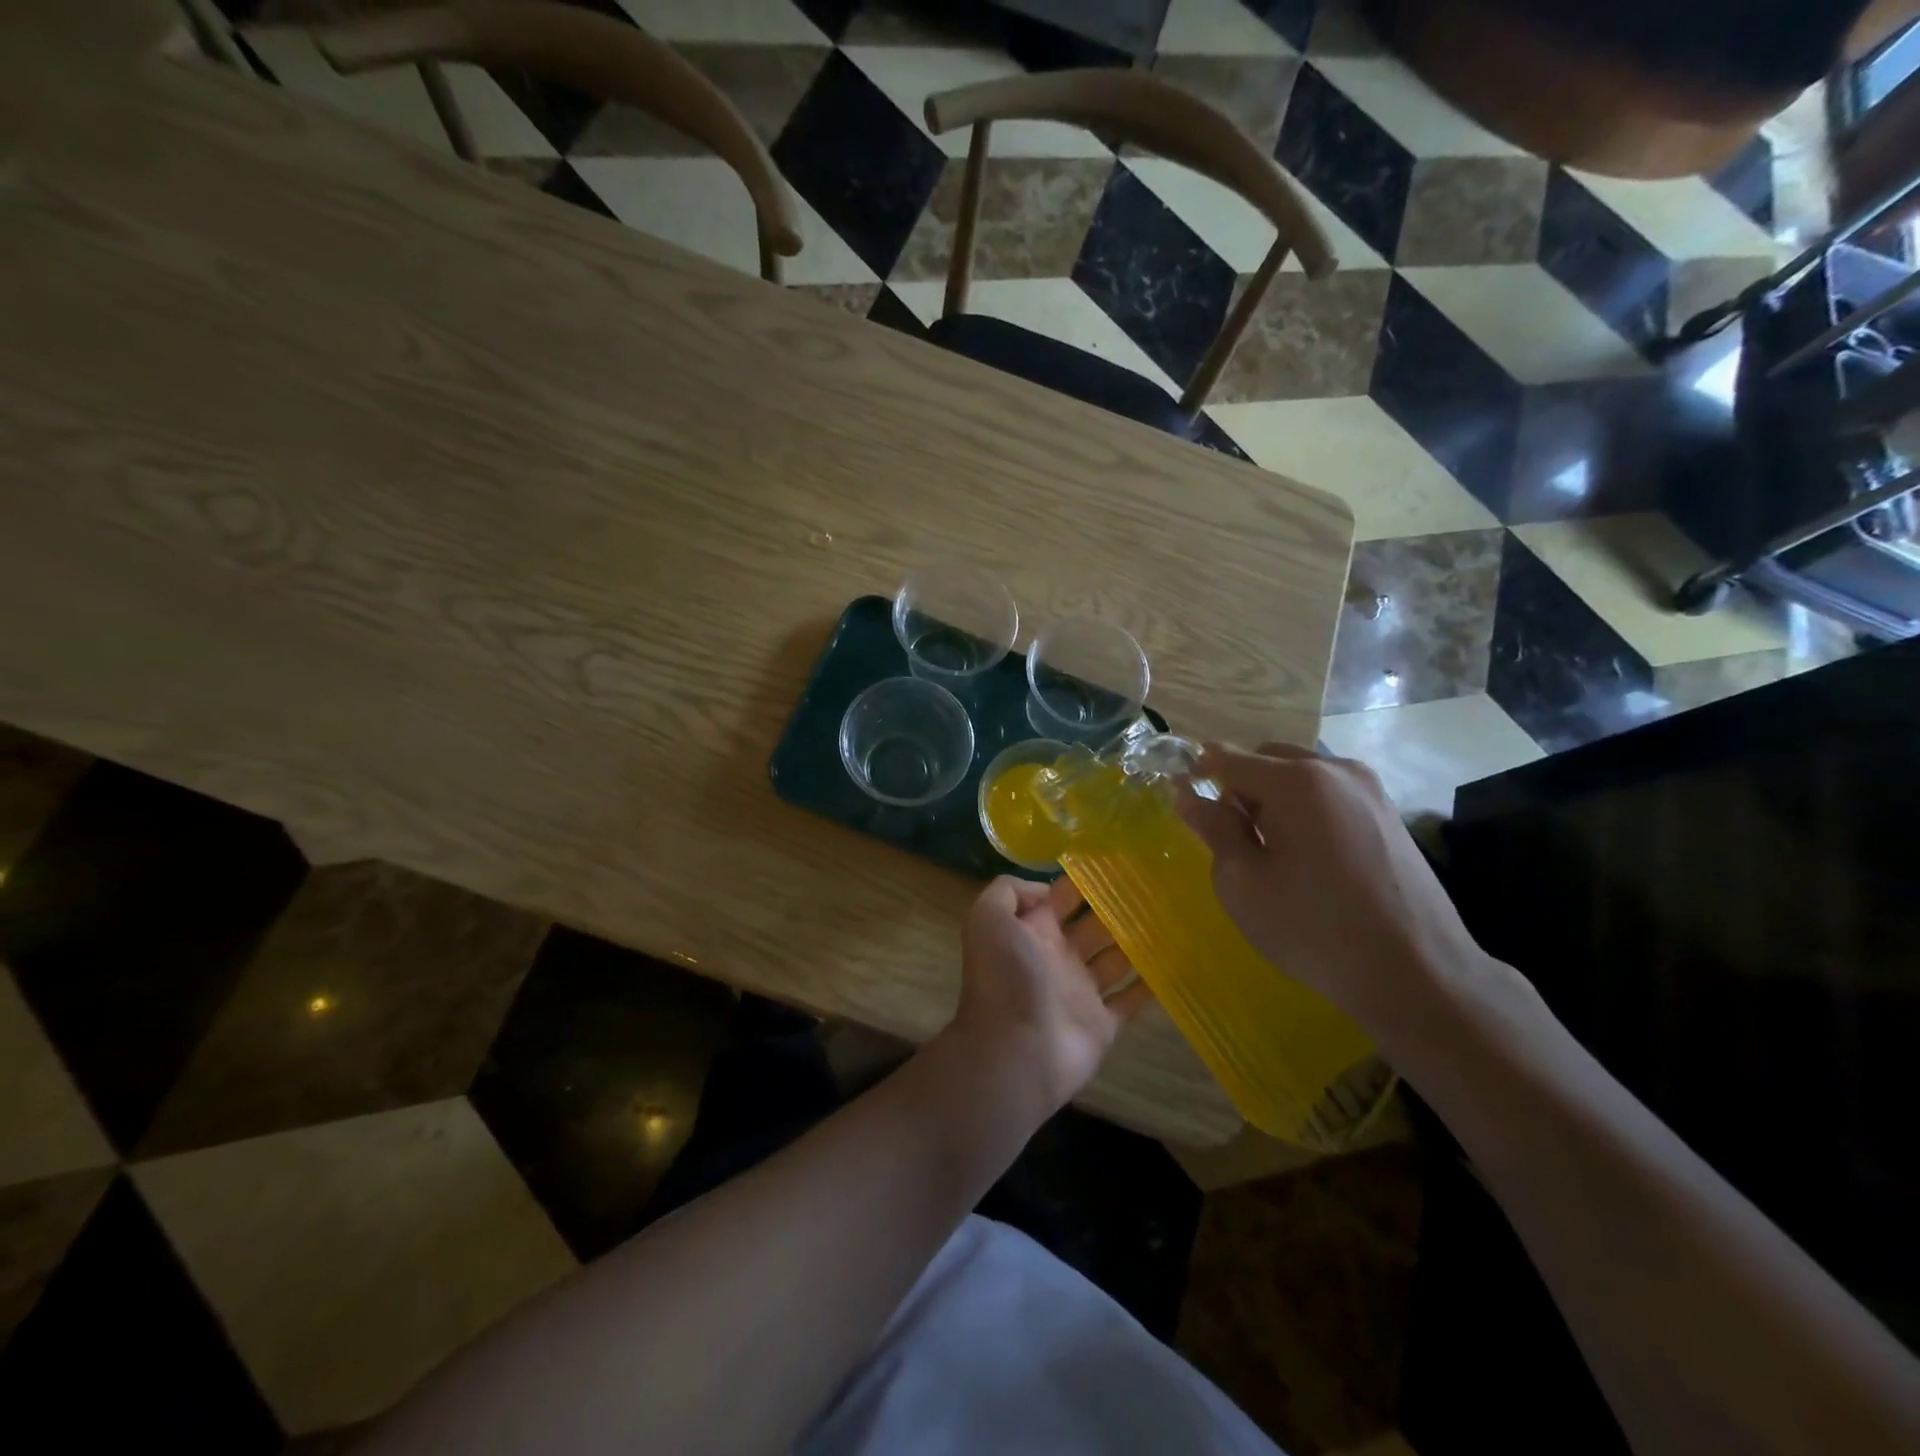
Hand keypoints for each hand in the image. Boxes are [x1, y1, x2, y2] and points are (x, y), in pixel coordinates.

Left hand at [942, 875, 1152, 1115]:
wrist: (1015, 1052)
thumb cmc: (1005, 979)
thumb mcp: (988, 919)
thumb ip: (1008, 892)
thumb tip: (1044, 888)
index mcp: (1033, 931)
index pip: (1061, 897)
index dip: (1084, 880)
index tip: (1119, 862)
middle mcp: (1058, 957)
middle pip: (1094, 925)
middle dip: (1119, 908)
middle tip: (1157, 887)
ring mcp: (1081, 991)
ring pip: (1116, 959)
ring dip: (1139, 941)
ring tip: (1173, 917)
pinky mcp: (1102, 1023)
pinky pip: (1131, 1000)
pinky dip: (1150, 985)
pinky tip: (1176, 963)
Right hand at [1175, 743, 1486, 1028]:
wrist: (1417, 971)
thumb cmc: (1314, 927)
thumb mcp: (1243, 883)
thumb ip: (1214, 829)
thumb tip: (1191, 796)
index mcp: (1295, 780)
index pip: (1226, 758)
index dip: (1196, 772)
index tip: (1181, 797)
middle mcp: (1334, 769)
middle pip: (1266, 758)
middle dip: (1239, 786)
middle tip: (1232, 837)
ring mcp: (1368, 788)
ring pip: (1300, 774)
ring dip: (1274, 797)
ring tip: (1273, 850)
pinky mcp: (1388, 812)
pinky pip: (1329, 793)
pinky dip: (1305, 809)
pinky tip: (1310, 857)